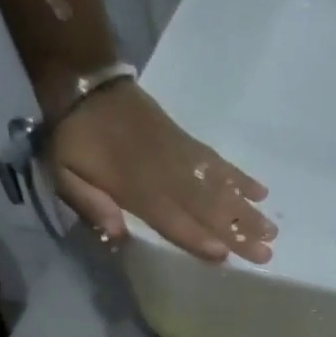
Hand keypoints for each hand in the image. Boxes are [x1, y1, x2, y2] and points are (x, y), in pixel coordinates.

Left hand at [49, 82, 275, 264]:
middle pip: (207, 209)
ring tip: (272, 230)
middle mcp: (167, 175)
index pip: (174, 219)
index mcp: (137, 189)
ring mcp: (182, 157)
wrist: (84, 81)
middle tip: (266, 254)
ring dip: (247, 211)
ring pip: (219, 188)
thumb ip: (89, 204)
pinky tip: (261, 191)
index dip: (198, 237)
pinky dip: (240, 177)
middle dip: (237, 232)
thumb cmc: (74, 139)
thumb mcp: (63, 174)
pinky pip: (219, 162)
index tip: (225, 254)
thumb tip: (117, 234)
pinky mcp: (188, 143)